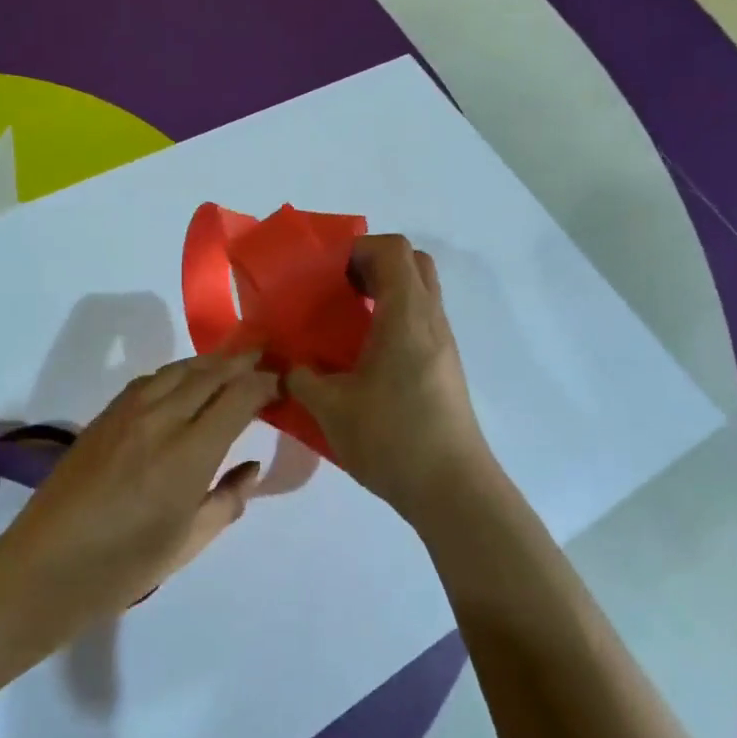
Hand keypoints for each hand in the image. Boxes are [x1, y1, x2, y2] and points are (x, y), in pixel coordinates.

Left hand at [0, 351, 277, 627]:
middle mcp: (161, 420)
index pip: (239, 397)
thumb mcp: (189, 542)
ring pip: (178, 369)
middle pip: (210, 374)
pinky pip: (150, 380)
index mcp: (189, 454)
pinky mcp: (104, 416)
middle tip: (266, 355)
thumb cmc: (124, 567)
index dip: (265, 383)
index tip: (282, 382)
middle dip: (242, 362)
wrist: (44, 569)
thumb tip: (251, 467)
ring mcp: (128, 413)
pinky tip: (184, 381)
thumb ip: (228, 500)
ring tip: (231, 362)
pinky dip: (177, 372)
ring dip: (210, 362)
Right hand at [286, 235, 505, 528]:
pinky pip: (422, 323)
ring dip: (386, 295)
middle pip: (413, 263)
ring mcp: (444, 345)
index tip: (329, 274)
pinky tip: (366, 359)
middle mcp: (431, 320)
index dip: (359, 249)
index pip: (394, 249)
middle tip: (340, 291)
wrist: (452, 489)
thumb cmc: (391, 437)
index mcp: (406, 315)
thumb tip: (284, 365)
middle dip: (375, 265)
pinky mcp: (446, 369)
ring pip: (421, 294)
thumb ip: (300, 378)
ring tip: (346, 326)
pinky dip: (395, 322)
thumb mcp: (330, 408)